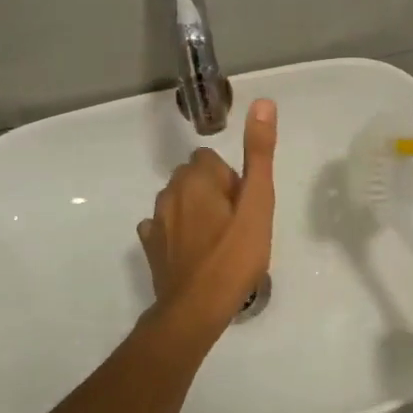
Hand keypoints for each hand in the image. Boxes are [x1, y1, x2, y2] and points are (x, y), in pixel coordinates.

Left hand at [137, 98, 277, 333]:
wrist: (196, 309)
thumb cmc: (234, 256)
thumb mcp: (258, 204)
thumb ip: (259, 154)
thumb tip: (263, 103)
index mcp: (196, 178)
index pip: (211, 160)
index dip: (232, 182)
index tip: (243, 208)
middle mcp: (169, 192)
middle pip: (194, 178)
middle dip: (213, 193)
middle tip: (236, 227)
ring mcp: (156, 221)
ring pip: (179, 202)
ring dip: (196, 212)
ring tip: (218, 244)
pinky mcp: (150, 246)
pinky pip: (164, 227)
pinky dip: (177, 233)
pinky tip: (194, 254)